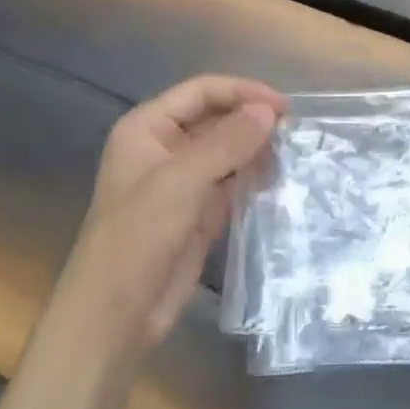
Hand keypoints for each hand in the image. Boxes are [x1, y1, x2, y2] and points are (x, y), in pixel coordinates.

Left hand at [53, 75, 285, 368]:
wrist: (115, 316)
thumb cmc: (138, 237)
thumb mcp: (181, 180)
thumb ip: (227, 141)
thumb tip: (269, 112)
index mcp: (147, 128)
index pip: (201, 91)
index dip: (242, 92)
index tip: (282, 107)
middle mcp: (164, 147)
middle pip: (216, 117)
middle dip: (252, 119)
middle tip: (294, 131)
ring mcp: (182, 181)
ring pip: (227, 150)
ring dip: (256, 148)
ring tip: (292, 152)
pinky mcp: (199, 211)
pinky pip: (232, 181)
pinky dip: (254, 176)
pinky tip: (279, 178)